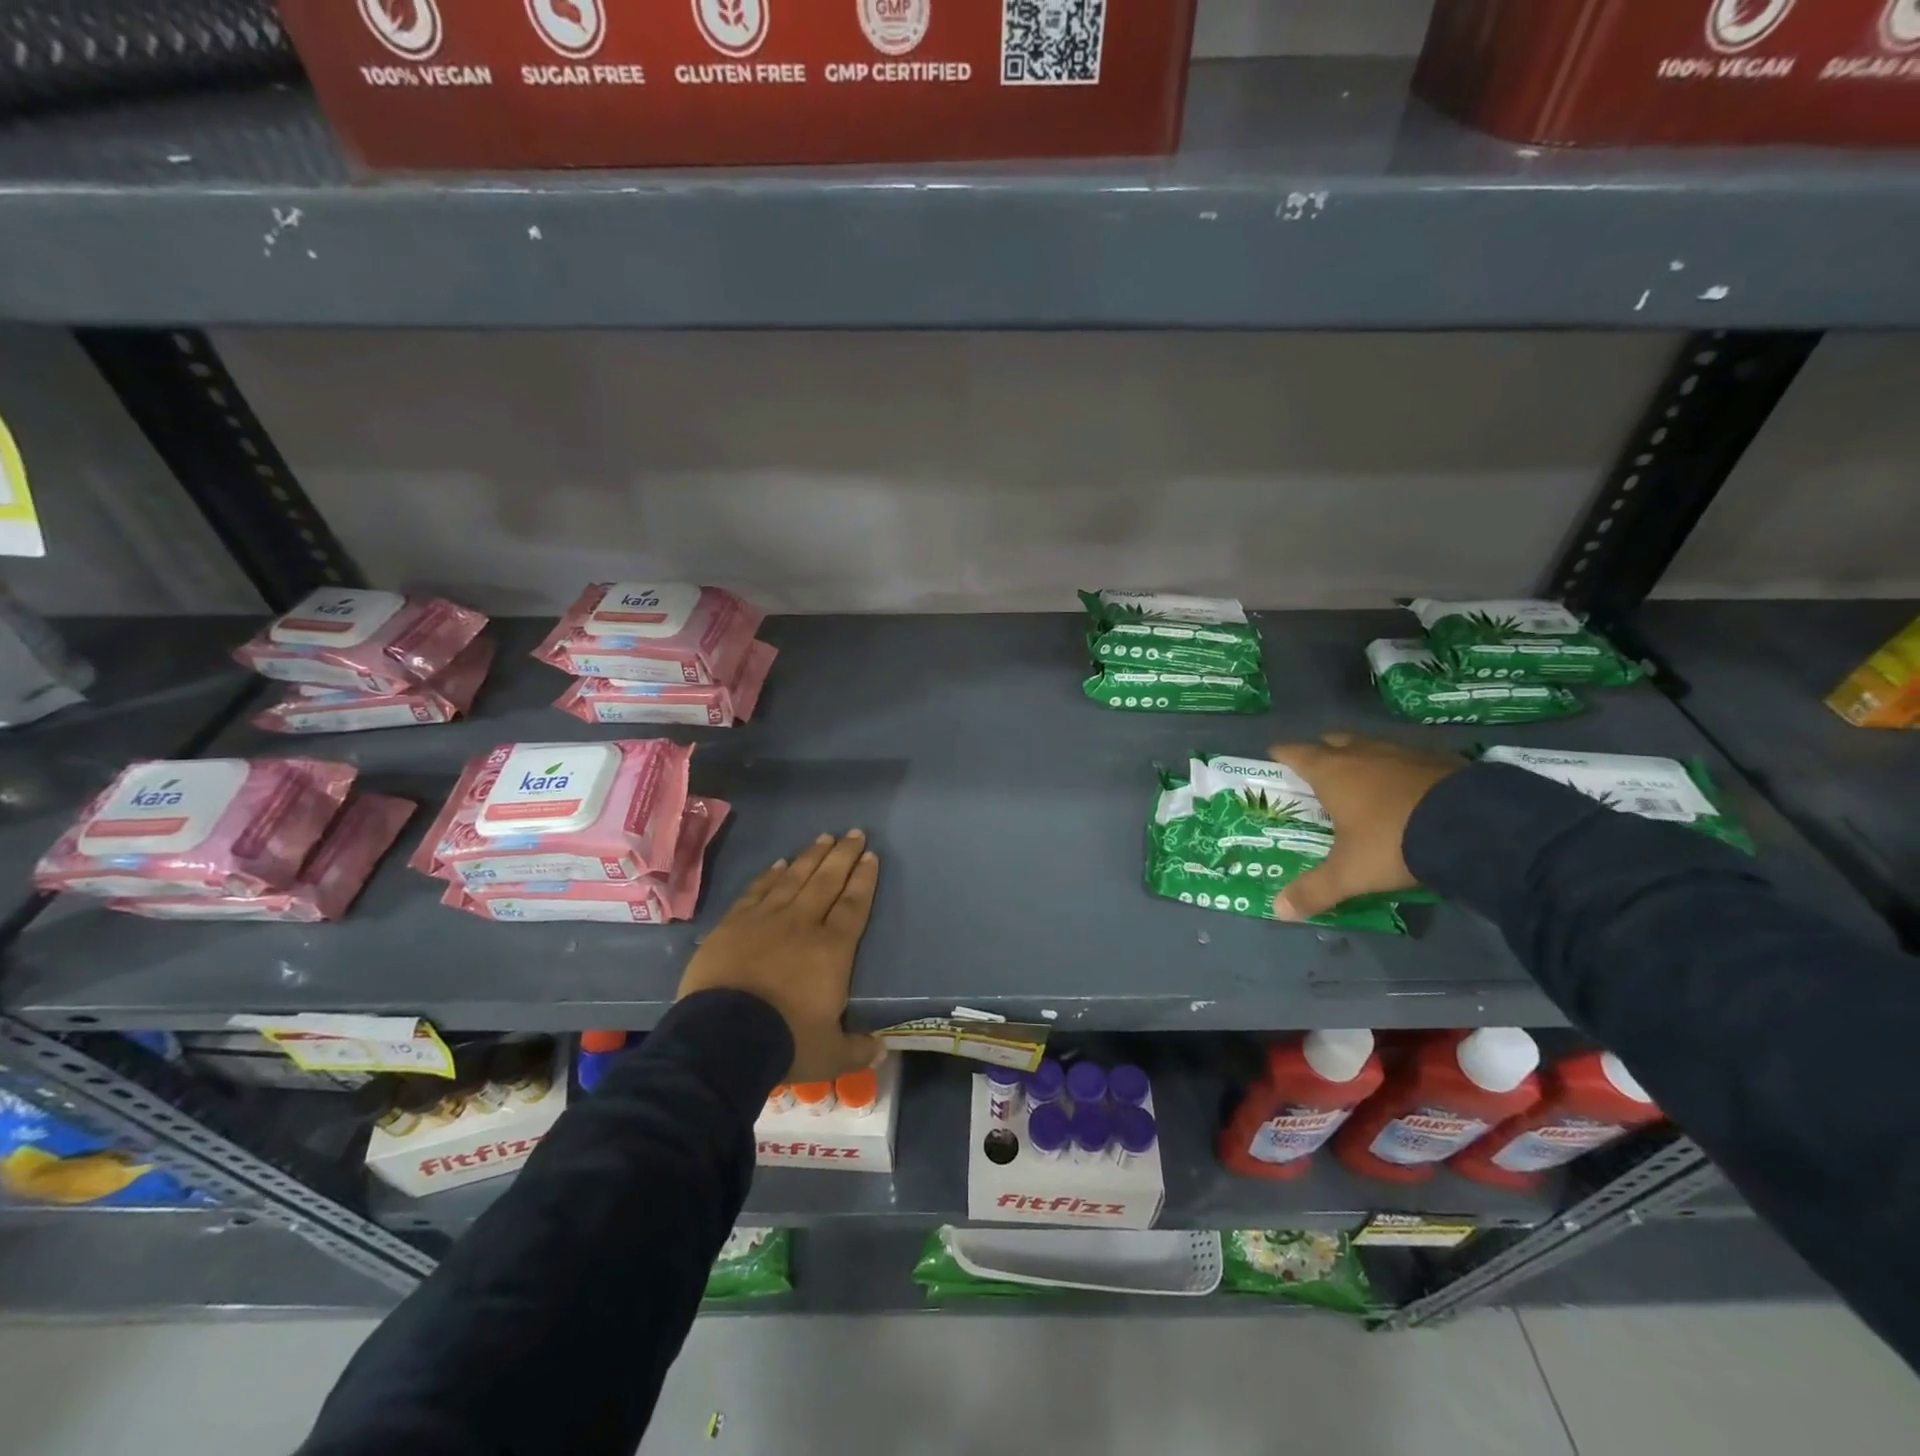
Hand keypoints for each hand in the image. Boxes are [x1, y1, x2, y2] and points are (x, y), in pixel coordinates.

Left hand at [676, 830, 880, 1082]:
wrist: (723, 1038)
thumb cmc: (785, 1041)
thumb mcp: (829, 1054)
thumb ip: (857, 1049)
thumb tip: (882, 1050)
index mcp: (833, 949)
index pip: (854, 905)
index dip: (864, 879)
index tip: (870, 856)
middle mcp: (803, 924)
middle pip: (827, 881)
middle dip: (843, 855)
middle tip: (854, 832)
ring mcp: (766, 919)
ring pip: (794, 878)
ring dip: (811, 856)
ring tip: (823, 837)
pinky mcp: (734, 924)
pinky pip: (757, 891)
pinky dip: (770, 875)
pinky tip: (779, 863)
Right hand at [1266, 733, 1462, 921]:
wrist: (1473, 827)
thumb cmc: (1392, 842)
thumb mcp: (1349, 873)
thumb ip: (1314, 890)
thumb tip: (1279, 910)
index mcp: (1332, 772)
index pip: (1295, 753)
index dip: (1282, 754)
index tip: (1274, 755)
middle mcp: (1363, 753)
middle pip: (1334, 741)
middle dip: (1323, 751)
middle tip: (1318, 768)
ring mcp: (1404, 753)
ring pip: (1373, 746)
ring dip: (1364, 758)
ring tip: (1362, 778)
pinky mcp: (1440, 760)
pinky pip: (1409, 758)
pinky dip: (1400, 769)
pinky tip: (1407, 788)